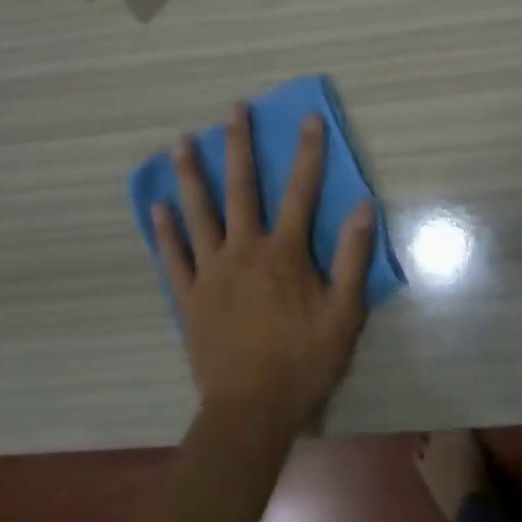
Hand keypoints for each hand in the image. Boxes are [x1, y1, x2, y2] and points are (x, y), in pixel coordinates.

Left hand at [154, 105, 375, 435]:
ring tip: (180, 142)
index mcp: (284, 254)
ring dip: (191, 175)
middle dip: (239, 145)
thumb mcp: (344, 314)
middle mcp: (244, 251)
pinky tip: (157, 206)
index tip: (308, 118)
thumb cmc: (303, 362)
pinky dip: (165, 230)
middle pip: (241, 189)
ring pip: (199, 214)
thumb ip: (353, 258)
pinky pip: (174, 257)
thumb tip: (364, 207)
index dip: (308, 152)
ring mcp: (211, 272)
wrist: (250, 412)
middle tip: (232, 109)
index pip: (301, 191)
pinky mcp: (189, 297)